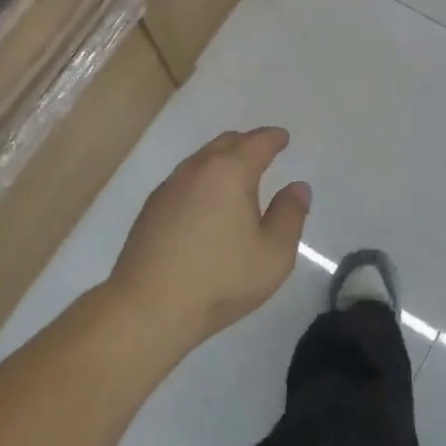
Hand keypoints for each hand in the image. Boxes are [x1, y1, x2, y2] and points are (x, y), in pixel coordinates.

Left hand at [109, 128, 310, 350]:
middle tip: (262, 153)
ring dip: (221, 160)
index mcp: (230, 172)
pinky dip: (202, 180)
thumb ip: (290, 215)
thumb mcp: (273, 254)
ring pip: (201, 160)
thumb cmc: (220, 279)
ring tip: (236, 177)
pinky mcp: (151, 209)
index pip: (256, 143)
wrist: (148, 307)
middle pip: (225, 143)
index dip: (273, 138)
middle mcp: (197, 170)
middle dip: (246, 143)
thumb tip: (297, 187)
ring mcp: (169, 188)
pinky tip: (206, 203)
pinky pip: (184, 180)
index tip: (282, 138)